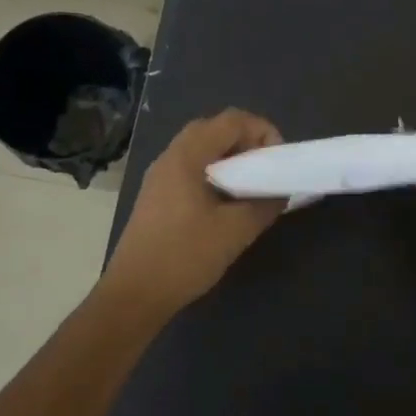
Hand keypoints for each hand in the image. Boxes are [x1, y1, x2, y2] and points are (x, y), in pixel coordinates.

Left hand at [99, 109, 284, 319]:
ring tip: (252, 185)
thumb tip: (281, 192)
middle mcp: (170, 158)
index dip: (262, 130)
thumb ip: (264, 205)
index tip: (278, 159)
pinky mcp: (158, 197)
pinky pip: (192, 169)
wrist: (134, 295)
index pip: (231, 120)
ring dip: (231, 158)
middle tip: (266, 168)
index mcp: (186, 157)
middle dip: (247, 141)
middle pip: (214, 129)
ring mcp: (160, 177)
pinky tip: (228, 203)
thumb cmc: (184, 257)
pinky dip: (216, 173)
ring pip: (202, 150)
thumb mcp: (236, 231)